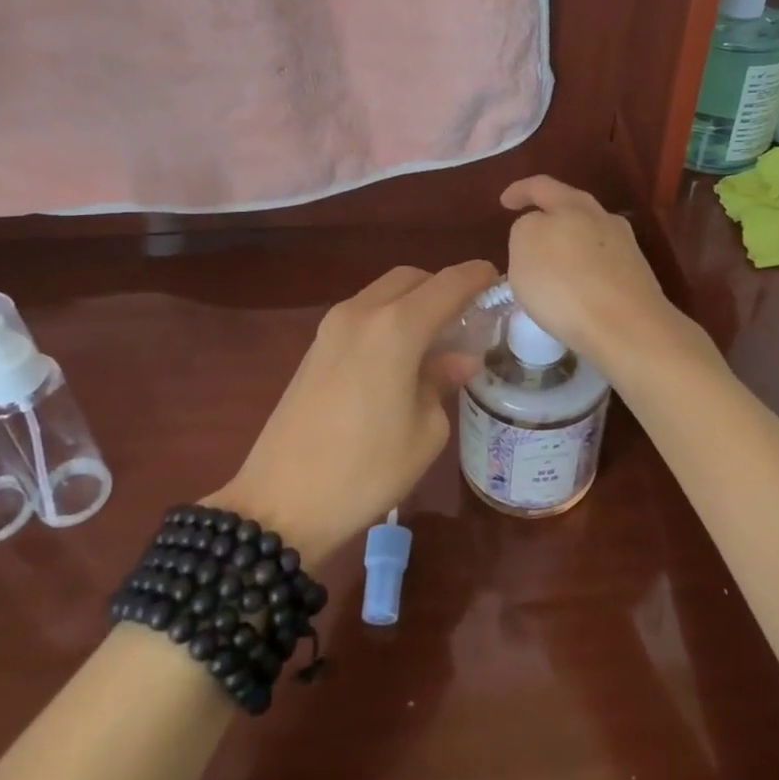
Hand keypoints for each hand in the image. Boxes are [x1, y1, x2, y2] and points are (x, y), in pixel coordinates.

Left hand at [211, 260, 497, 561]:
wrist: (280, 503)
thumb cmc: (366, 470)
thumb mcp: (424, 431)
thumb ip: (442, 381)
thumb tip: (458, 359)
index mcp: (396, 327)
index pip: (448, 284)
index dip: (477, 276)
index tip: (498, 279)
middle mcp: (363, 312)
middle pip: (412, 278)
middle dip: (443, 287)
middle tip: (468, 316)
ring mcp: (332, 326)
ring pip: (384, 292)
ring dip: (413, 301)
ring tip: (436, 336)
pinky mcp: (315, 346)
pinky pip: (363, 313)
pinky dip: (388, 318)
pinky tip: (400, 354)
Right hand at [499, 176, 693, 374]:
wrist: (627, 328)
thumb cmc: (565, 283)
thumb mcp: (524, 246)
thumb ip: (526, 228)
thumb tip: (540, 229)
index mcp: (573, 204)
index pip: (541, 186)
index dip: (520, 191)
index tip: (505, 202)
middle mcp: (604, 218)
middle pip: (571, 209)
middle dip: (549, 218)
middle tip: (528, 234)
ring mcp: (625, 248)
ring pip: (588, 238)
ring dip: (568, 247)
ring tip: (549, 269)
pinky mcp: (636, 279)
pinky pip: (600, 267)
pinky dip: (583, 272)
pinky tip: (573, 292)